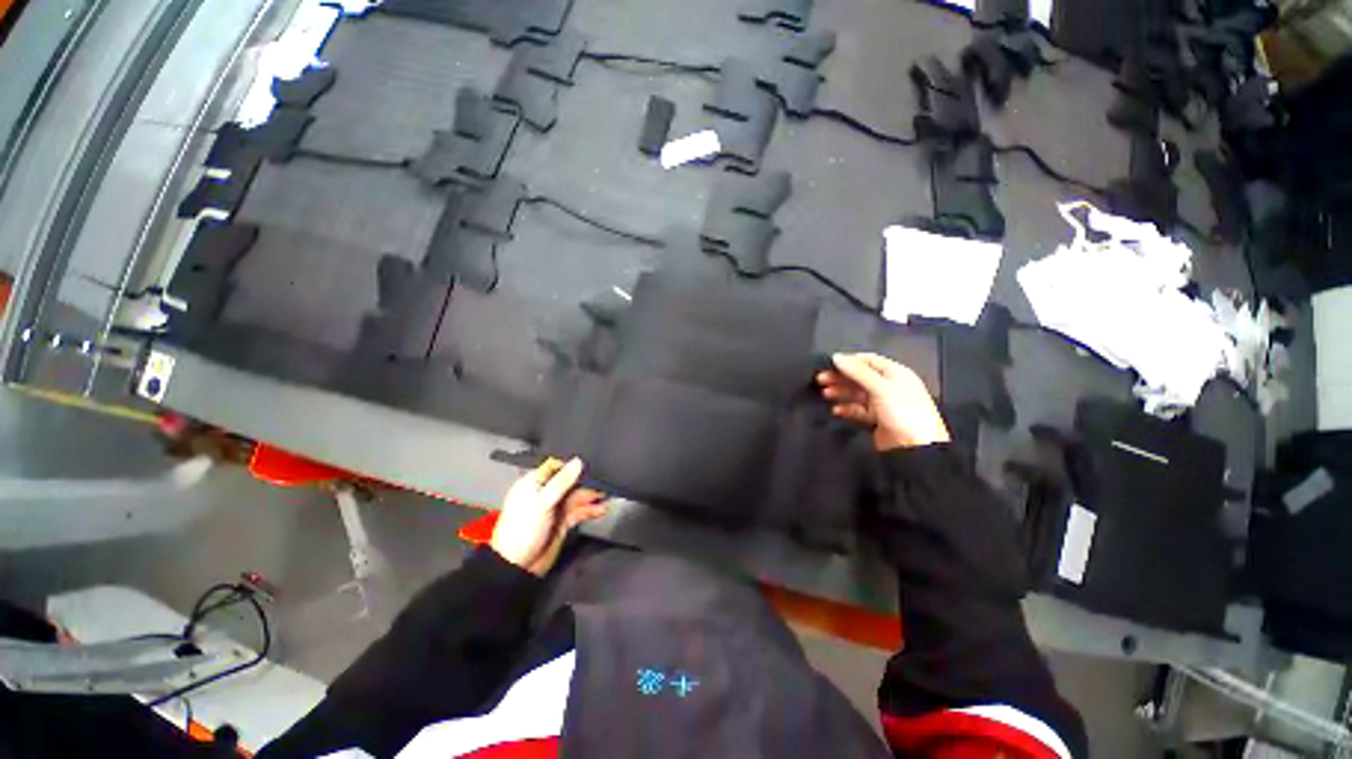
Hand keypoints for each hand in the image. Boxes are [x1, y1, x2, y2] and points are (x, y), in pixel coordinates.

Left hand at [491, 458, 607, 575]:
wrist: (518, 566)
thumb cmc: (522, 530)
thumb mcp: (542, 502)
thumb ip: (561, 482)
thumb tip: (578, 462)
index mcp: (533, 484)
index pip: (554, 466)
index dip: (570, 464)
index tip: (588, 462)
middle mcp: (544, 493)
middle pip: (569, 481)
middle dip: (585, 480)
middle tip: (603, 479)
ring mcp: (554, 508)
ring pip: (576, 496)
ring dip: (591, 495)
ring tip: (606, 494)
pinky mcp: (562, 522)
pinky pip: (579, 511)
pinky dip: (590, 510)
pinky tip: (601, 509)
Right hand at [817, 353, 950, 451]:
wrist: (916, 448)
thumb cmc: (905, 413)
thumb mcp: (881, 388)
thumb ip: (858, 372)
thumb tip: (837, 357)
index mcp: (896, 373)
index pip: (868, 360)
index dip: (849, 361)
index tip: (830, 364)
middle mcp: (890, 386)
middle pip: (860, 376)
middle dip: (840, 377)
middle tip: (821, 379)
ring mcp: (883, 403)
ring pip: (857, 393)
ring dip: (841, 392)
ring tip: (825, 393)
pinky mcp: (877, 419)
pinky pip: (858, 410)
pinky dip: (846, 408)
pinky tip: (836, 409)